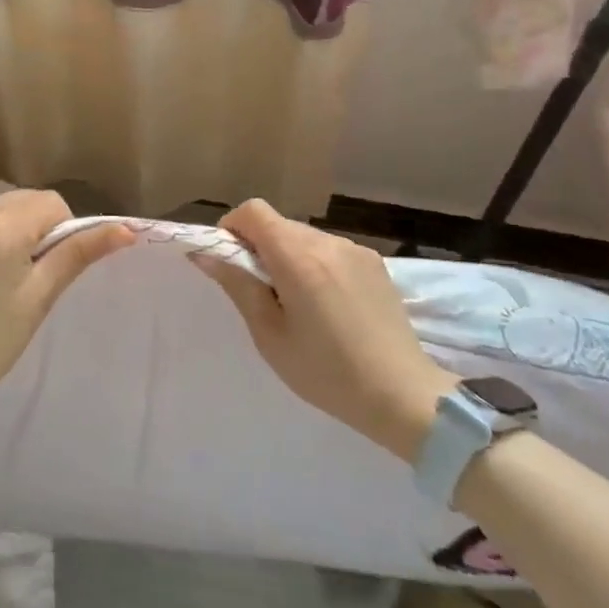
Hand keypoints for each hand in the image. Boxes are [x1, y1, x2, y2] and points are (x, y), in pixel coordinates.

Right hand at [193, 199, 455, 461]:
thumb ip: (238, 286)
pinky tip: (328, 306)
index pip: (253, 211)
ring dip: (289, 256)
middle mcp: (327, 242)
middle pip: (278, 224)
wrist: (403, 396)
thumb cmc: (327, 372)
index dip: (233, 228)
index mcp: (298, 258)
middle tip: (261, 293)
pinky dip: (316, 264)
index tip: (231, 262)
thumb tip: (205, 255)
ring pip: (304, 237)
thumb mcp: (270, 335)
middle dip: (260, 247)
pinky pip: (330, 250)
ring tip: (298, 304)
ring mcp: (355, 250)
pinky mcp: (375, 263)